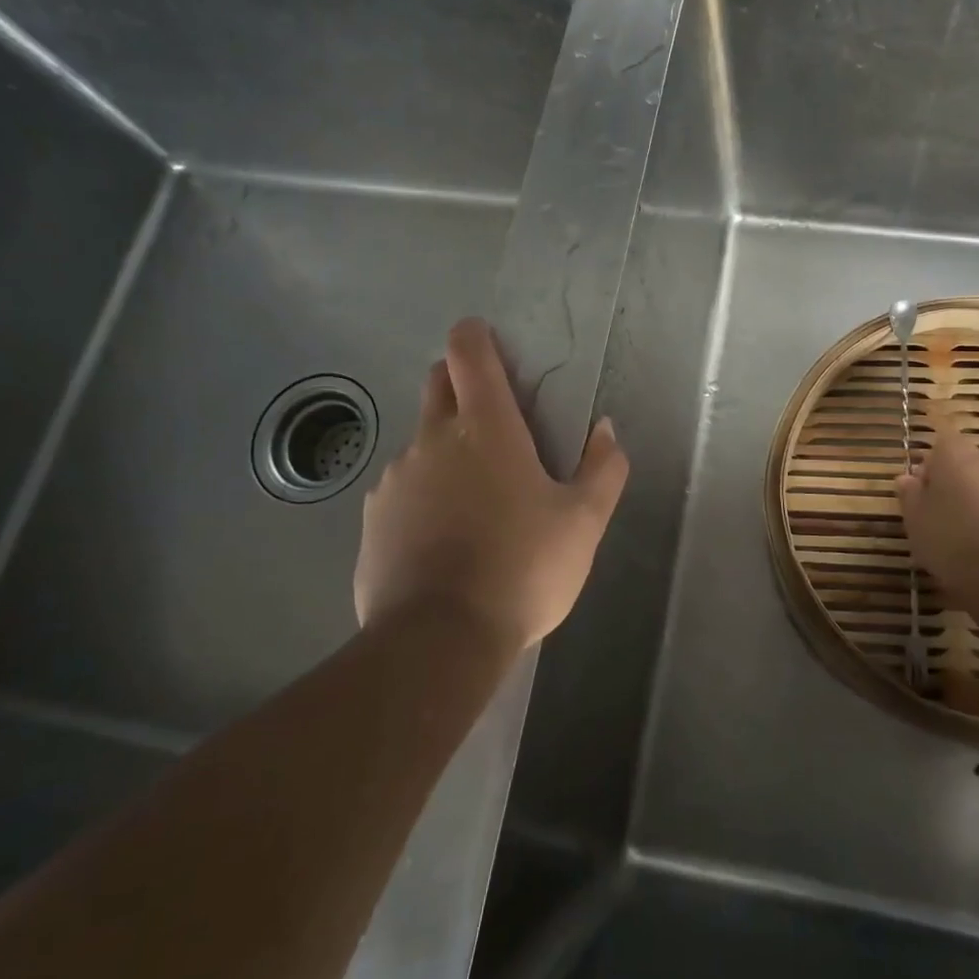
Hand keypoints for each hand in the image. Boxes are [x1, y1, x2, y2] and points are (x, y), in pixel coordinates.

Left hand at [353, 318, 629, 651]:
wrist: (438, 641)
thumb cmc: (522, 569)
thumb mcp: (583, 523)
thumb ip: (604, 469)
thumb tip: (605, 430)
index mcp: (485, 427)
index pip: (468, 351)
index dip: (476, 336)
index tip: (491, 345)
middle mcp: (432, 439)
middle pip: (438, 384)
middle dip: (461, 384)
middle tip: (495, 423)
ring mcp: (396, 478)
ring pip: (422, 442)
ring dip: (446, 450)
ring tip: (476, 502)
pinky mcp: (373, 518)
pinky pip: (402, 489)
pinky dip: (423, 496)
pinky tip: (444, 540)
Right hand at [896, 426, 978, 603]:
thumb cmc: (949, 538)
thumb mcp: (914, 518)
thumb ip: (909, 493)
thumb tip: (907, 478)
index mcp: (956, 453)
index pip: (940, 443)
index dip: (930, 465)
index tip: (920, 489)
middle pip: (966, 463)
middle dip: (953, 480)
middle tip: (938, 510)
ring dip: (975, 498)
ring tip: (962, 530)